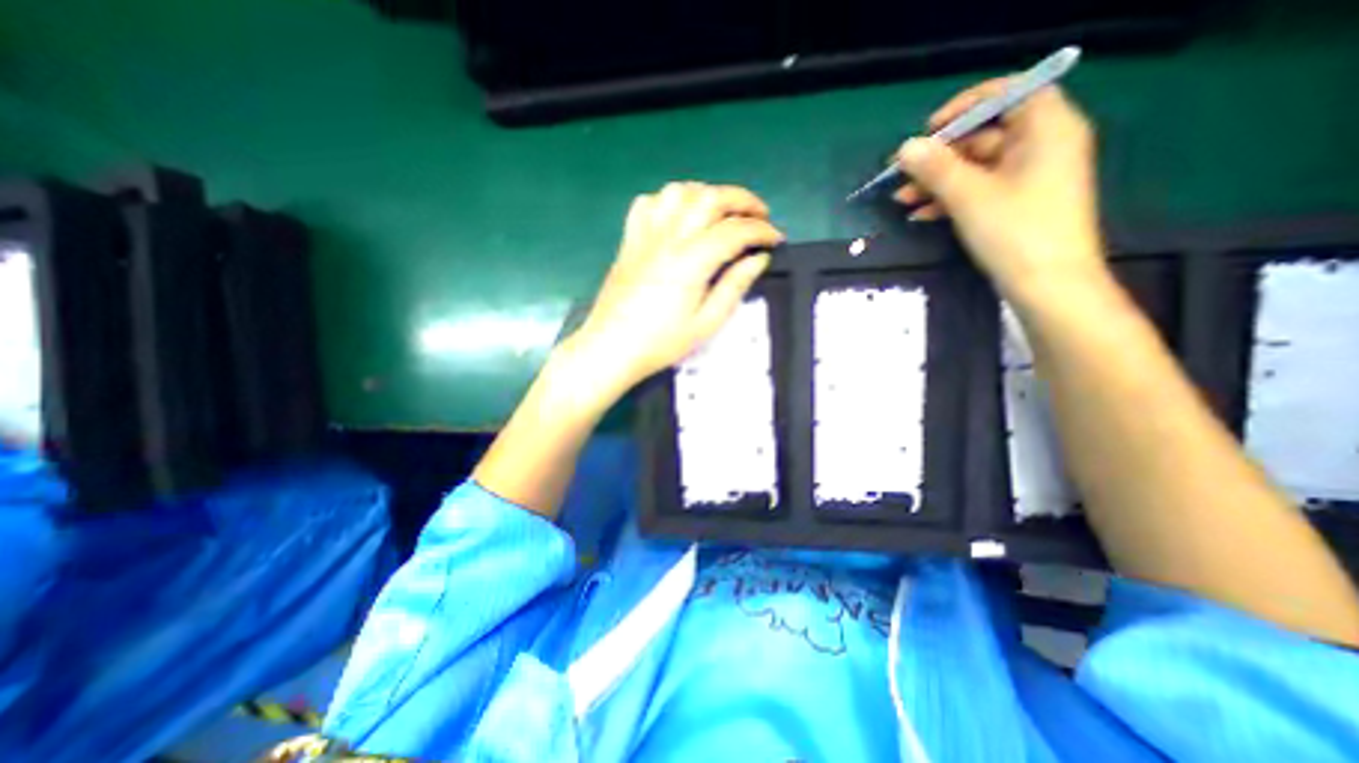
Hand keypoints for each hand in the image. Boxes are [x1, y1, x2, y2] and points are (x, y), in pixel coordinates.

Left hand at [573, 178, 787, 391]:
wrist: (611, 348)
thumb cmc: (661, 342)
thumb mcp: (706, 323)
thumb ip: (734, 286)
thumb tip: (758, 259)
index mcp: (691, 261)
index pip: (734, 231)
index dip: (761, 231)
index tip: (776, 240)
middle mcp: (668, 238)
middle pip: (709, 198)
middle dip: (742, 200)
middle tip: (759, 215)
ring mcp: (645, 235)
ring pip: (678, 191)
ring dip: (707, 194)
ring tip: (721, 212)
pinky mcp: (629, 240)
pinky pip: (648, 203)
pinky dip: (669, 201)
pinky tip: (678, 217)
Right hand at [899, 80, 1106, 302]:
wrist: (1047, 285)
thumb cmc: (1015, 232)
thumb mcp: (969, 196)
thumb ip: (936, 168)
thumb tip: (906, 148)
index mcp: (1046, 128)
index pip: (1008, 93)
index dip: (965, 106)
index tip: (929, 130)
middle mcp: (1041, 146)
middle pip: (984, 135)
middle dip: (939, 155)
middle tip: (901, 174)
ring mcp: (1028, 178)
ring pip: (975, 167)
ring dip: (937, 181)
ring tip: (901, 199)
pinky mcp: (1016, 204)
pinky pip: (978, 190)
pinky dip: (949, 199)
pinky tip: (919, 214)